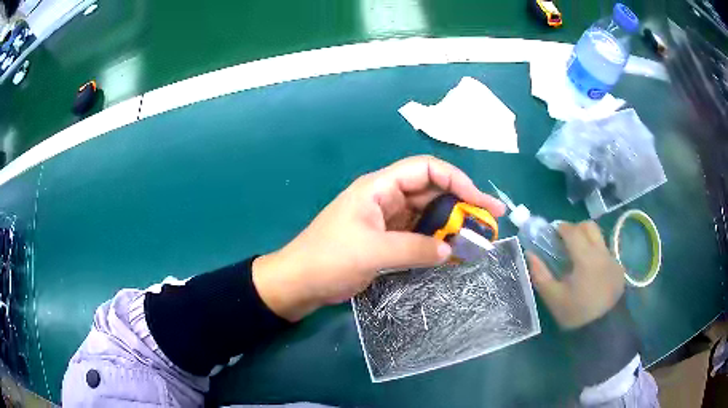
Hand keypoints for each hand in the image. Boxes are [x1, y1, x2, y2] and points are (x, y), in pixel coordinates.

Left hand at [252, 155, 504, 320]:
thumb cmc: (329, 259)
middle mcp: (387, 198)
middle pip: (432, 191)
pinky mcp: (388, 240)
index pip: (426, 169)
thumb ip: (415, 249)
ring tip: (477, 240)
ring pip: (428, 215)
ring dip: (452, 225)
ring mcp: (387, 220)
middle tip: (489, 222)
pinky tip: (454, 252)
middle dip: (462, 204)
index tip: (480, 202)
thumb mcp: (372, 252)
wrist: (300, 283)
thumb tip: (450, 249)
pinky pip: (419, 235)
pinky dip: (437, 242)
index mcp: (380, 188)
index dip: (457, 180)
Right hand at [527, 221, 625, 329]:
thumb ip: (540, 274)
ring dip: (587, 240)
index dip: (561, 228)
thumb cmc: (575, 313)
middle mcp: (602, 253)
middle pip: (590, 226)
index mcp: (585, 258)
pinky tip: (591, 273)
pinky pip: (605, 252)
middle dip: (576, 228)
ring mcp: (612, 260)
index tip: (553, 233)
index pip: (573, 231)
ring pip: (599, 238)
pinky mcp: (619, 269)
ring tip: (578, 257)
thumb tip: (529, 254)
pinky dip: (596, 255)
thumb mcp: (553, 297)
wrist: (601, 329)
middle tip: (565, 241)